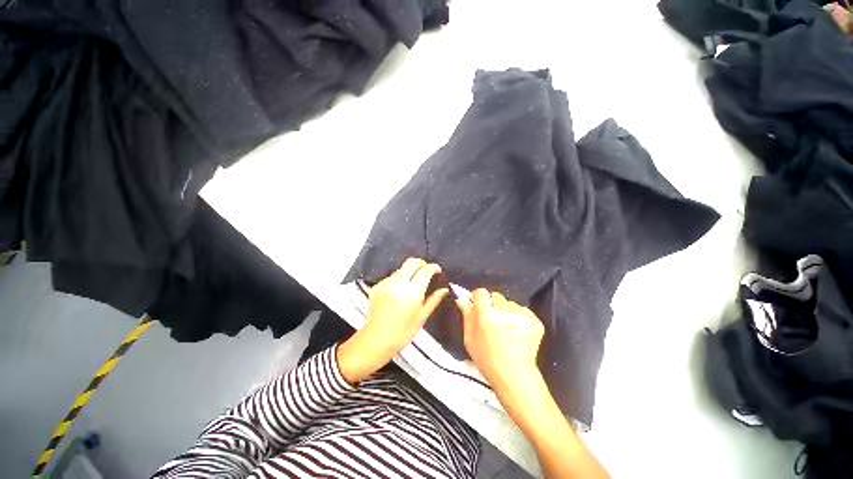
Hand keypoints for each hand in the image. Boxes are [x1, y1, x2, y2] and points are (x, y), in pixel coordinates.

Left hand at [338, 258, 447, 383]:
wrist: (376, 340)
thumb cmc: (403, 332)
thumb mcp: (422, 317)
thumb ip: (433, 300)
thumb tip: (444, 289)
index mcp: (412, 292)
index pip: (425, 270)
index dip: (433, 267)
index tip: (437, 270)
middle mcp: (398, 283)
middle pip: (412, 262)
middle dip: (421, 263)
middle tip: (426, 271)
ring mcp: (386, 283)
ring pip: (401, 268)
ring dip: (410, 271)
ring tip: (414, 282)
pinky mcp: (377, 286)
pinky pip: (392, 276)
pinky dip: (399, 279)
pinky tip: (400, 290)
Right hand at [455, 289, 544, 394]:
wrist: (515, 376)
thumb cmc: (487, 359)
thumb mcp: (469, 340)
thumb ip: (467, 316)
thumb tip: (463, 299)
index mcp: (486, 314)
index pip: (481, 292)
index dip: (479, 298)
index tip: (478, 306)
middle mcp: (504, 310)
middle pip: (496, 297)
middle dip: (493, 305)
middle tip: (493, 321)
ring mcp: (521, 315)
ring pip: (510, 304)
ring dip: (507, 312)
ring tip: (507, 330)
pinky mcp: (535, 320)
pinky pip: (523, 311)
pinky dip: (519, 319)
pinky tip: (518, 333)